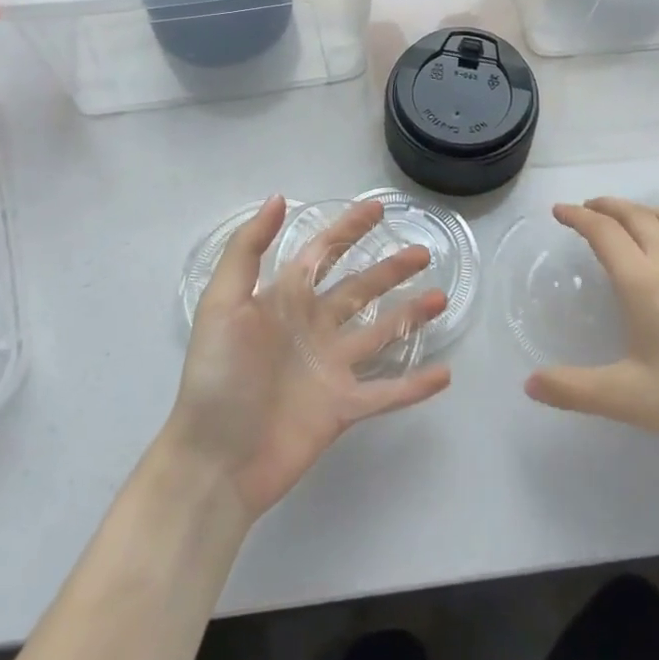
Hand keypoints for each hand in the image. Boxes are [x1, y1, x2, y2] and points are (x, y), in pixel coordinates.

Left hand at [167, 196, 450, 517]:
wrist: (213, 461)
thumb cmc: (217, 376)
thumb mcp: (223, 303)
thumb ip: (248, 249)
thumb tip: (278, 198)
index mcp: (286, 300)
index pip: (324, 252)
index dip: (349, 228)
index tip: (378, 208)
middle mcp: (313, 327)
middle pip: (361, 289)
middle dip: (391, 268)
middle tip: (423, 251)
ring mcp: (330, 368)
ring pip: (380, 333)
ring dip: (410, 316)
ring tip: (441, 297)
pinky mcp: (342, 408)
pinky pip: (386, 393)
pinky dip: (415, 385)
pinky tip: (445, 373)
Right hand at [524, 198, 658, 478]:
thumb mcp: (626, 399)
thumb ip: (573, 389)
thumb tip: (530, 384)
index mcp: (645, 283)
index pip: (604, 232)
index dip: (577, 217)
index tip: (558, 211)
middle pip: (635, 215)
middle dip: (605, 206)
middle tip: (584, 211)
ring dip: (638, 210)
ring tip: (623, 220)